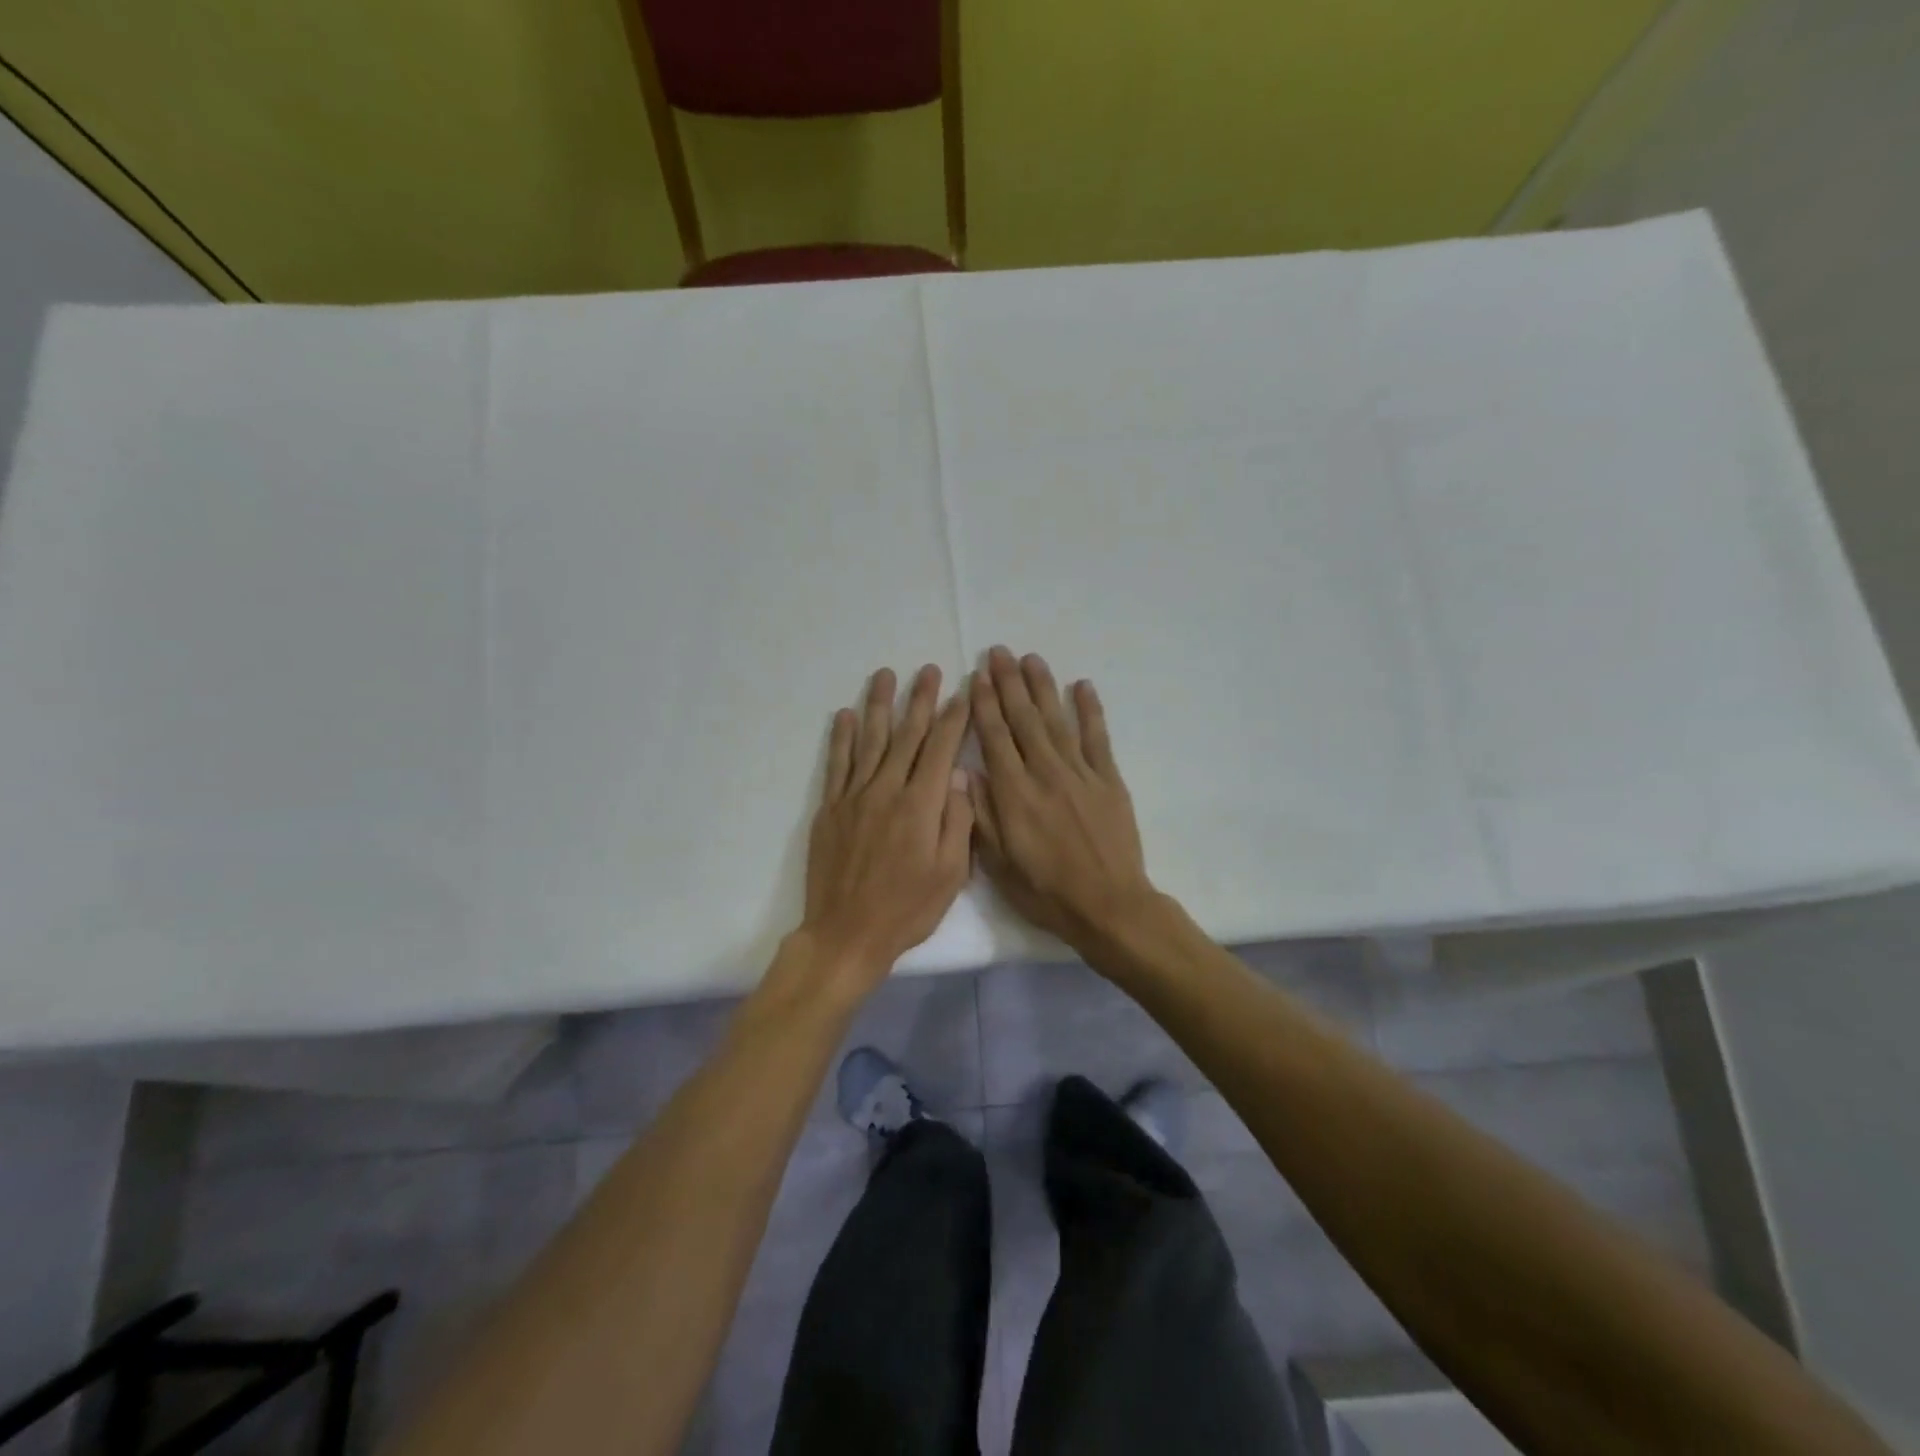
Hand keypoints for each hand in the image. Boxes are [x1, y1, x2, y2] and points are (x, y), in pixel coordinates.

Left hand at [800, 665, 973, 989]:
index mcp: (921, 805)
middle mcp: (886, 790)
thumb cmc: (907, 909)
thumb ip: (957, 821)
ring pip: (869, 740)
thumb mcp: (950, 874)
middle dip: (920, 700)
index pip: (941, 749)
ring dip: (878, 705)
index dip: (953, 718)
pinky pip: (837, 764)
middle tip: (928, 670)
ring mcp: (854, 797)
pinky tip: (844, 715)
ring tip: (885, 675)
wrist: (846, 933)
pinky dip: (840, 737)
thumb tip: (961, 776)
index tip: (962, 692)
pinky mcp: (830, 808)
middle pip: (906, 735)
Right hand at [970, 647, 1155, 953]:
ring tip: (1031, 659)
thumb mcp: (999, 864)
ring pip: (1057, 720)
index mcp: (1014, 794)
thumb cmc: (1046, 892)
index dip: (984, 705)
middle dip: (1009, 683)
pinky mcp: (1109, 781)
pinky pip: (1098, 738)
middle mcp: (1045, 774)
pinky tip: (1082, 686)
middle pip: (1024, 719)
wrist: (1109, 906)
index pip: (995, 738)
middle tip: (999, 652)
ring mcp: (1081, 774)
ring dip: (1043, 687)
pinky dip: (1090, 710)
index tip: (976, 676)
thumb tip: (966, 772)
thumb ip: (981, 815)